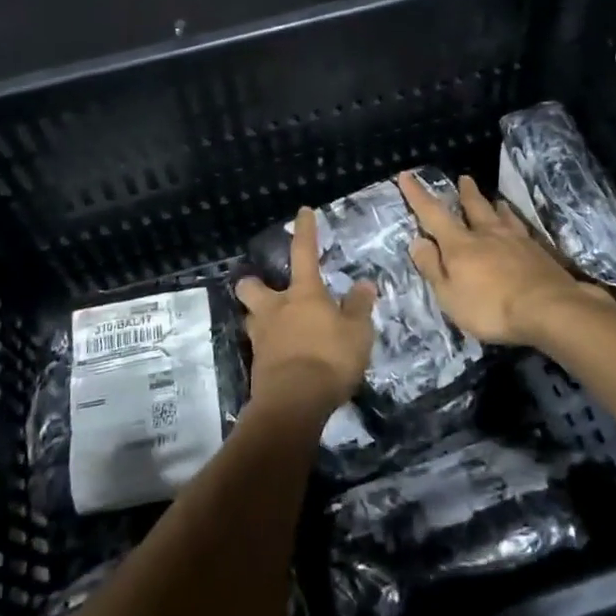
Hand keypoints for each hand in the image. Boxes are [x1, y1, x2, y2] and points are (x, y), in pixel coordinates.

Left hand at [236, 207, 375, 416]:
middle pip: (252, 286)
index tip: (302, 212)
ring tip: (274, 325)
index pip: (304, 252)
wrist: (293, 402)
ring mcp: (261, 337)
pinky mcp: (256, 364)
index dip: (305, 231)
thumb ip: (359, 307)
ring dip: (259, 317)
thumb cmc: (329, 359)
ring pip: (250, 317)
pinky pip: (260, 346)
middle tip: (267, 289)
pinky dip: (269, 347)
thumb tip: (364, 283)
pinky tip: (281, 356)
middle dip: (255, 283)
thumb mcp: (357, 332)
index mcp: (303, 294)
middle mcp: (276, 308)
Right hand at [398, 171, 603, 345]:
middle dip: (466, 193)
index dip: (417, 195)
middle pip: (474, 207)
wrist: (548, 308)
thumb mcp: (449, 295)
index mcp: (460, 244)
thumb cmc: (490, 307)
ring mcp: (516, 240)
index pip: (433, 214)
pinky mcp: (538, 252)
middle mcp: (487, 234)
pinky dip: (514, 222)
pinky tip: (519, 227)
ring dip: (493, 205)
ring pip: (501, 215)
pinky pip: (521, 228)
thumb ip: (432, 267)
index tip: (406, 175)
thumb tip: (418, 241)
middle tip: (464, 178)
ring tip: (494, 200)